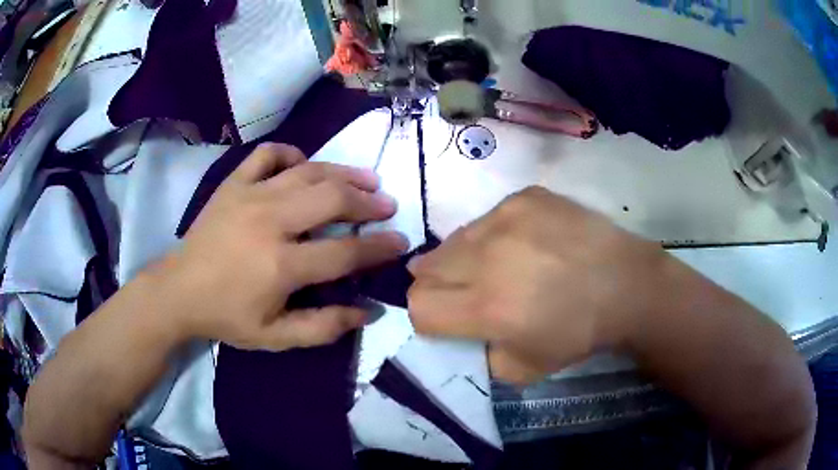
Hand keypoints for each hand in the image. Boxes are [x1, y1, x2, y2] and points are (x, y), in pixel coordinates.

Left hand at [155, 143, 408, 350]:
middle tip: (387, 205)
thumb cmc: (227, 316)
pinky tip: (302, 165)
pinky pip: (268, 155)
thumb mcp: (276, 337)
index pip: (345, 252)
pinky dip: (291, 154)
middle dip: (368, 202)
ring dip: (343, 173)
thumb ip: (324, 327)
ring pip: (308, 171)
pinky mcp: (233, 183)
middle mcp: (270, 222)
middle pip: (332, 199)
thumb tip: (368, 311)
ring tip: (366, 179)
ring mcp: (250, 195)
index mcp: (281, 265)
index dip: (379, 247)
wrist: (178, 291)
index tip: (401, 241)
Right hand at [408, 186, 668, 383]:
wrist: (626, 285)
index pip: (420, 306)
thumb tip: (465, 332)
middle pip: (427, 268)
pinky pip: (490, 218)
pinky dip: (495, 235)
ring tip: (494, 266)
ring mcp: (507, 219)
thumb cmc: (579, 333)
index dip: (426, 317)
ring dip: (463, 259)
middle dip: (437, 286)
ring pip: (455, 239)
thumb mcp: (524, 369)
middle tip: (464, 292)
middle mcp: (488, 258)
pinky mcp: (526, 197)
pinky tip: (523, 243)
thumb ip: (481, 355)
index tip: (445, 319)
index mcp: (486, 307)